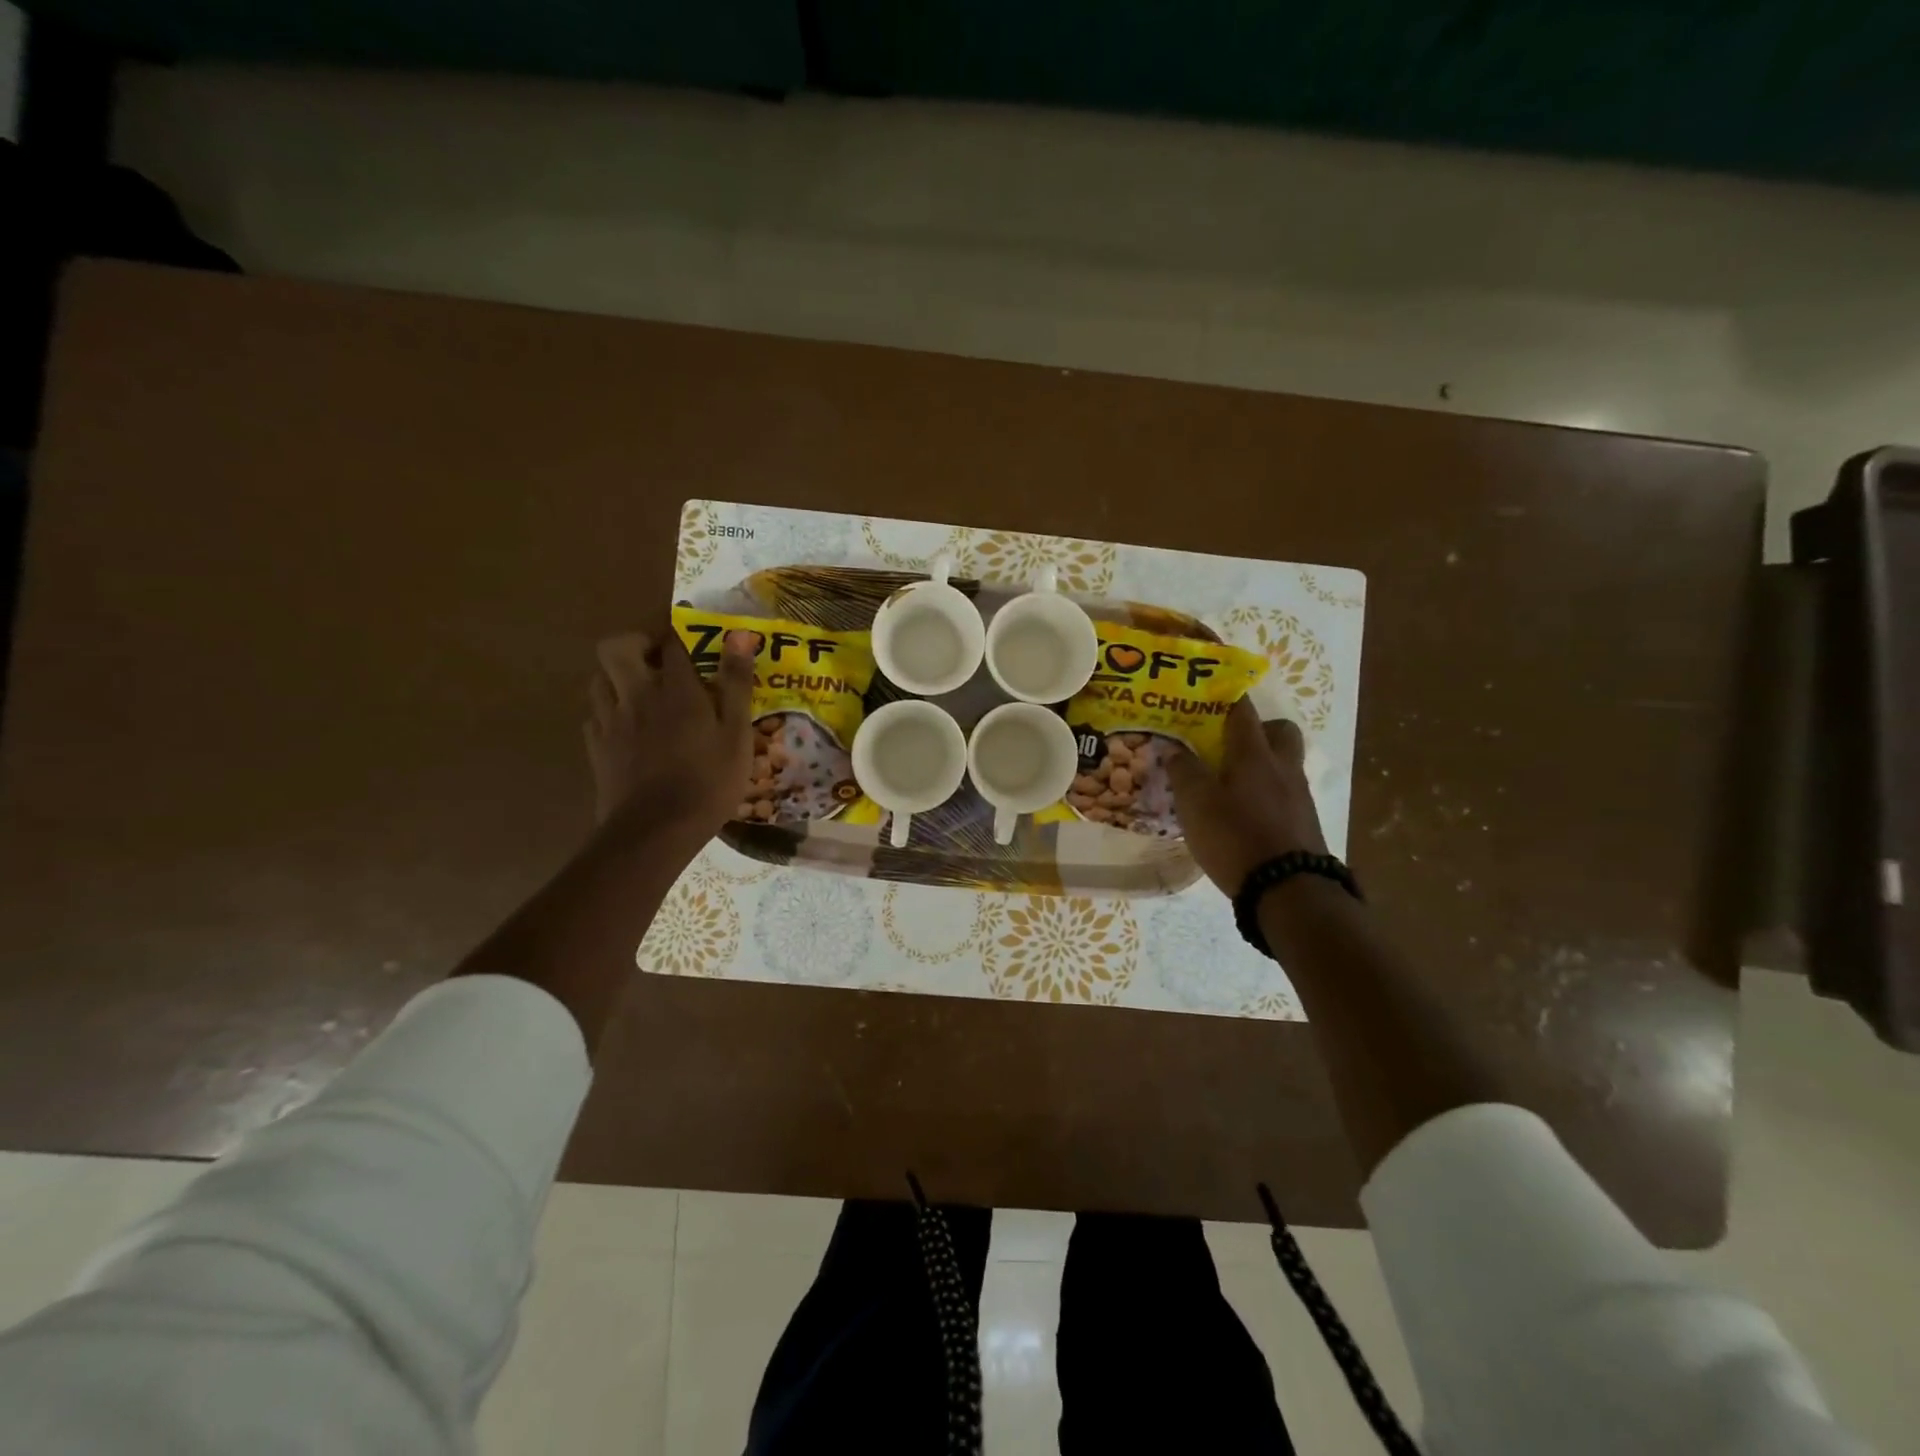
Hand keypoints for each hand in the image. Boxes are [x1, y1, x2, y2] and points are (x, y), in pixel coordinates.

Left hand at [586, 627, 755, 841]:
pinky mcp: (596, 747)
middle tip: (658, 660)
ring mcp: (610, 721)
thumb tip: (739, 635)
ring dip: (618, 676)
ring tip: (642, 692)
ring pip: (599, 678)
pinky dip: (609, 711)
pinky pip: (595, 714)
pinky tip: (628, 728)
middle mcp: (637, 695)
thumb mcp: (737, 734)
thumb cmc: (708, 782)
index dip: (681, 637)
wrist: (656, 830)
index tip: (694, 645)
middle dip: (635, 644)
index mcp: (676, 689)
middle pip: (616, 648)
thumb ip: (736, 684)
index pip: (671, 643)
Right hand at [1169, 699, 1327, 896]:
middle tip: (1228, 744)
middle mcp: (1283, 768)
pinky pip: (1286, 793)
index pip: (1243, 712)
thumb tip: (1175, 749)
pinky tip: (1246, 815)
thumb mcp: (1196, 804)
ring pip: (1284, 763)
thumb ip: (1184, 772)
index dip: (1226, 698)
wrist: (1288, 891)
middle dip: (1257, 729)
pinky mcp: (1304, 823)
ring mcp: (1299, 796)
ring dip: (1262, 764)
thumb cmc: (1236, 838)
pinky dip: (1268, 794)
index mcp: (1254, 755)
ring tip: (1231, 784)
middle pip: (1279, 731)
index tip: (1209, 695)